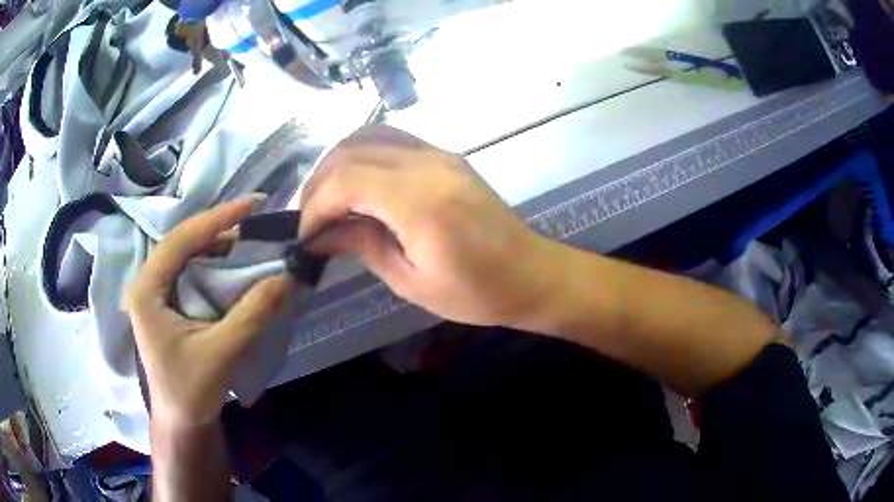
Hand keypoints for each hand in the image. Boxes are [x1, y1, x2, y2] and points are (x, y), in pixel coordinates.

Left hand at [123, 197, 291, 428]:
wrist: (181, 420)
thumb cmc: (192, 390)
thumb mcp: (222, 352)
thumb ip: (252, 313)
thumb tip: (286, 277)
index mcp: (147, 290)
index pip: (180, 240)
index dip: (217, 219)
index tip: (252, 204)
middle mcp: (146, 283)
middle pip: (182, 242)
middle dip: (218, 227)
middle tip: (255, 219)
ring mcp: (155, 293)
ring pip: (186, 254)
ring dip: (217, 244)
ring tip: (249, 238)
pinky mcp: (167, 303)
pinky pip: (189, 271)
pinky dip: (213, 264)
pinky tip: (233, 265)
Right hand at [300, 126, 562, 327]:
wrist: (531, 274)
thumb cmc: (477, 293)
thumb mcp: (411, 281)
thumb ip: (363, 245)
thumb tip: (321, 234)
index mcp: (421, 201)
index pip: (346, 180)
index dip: (315, 206)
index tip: (305, 236)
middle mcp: (428, 164)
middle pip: (351, 151)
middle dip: (319, 183)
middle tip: (310, 219)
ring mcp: (440, 153)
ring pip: (369, 136)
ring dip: (338, 164)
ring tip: (327, 200)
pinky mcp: (446, 155)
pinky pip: (392, 140)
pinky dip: (363, 156)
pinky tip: (357, 185)